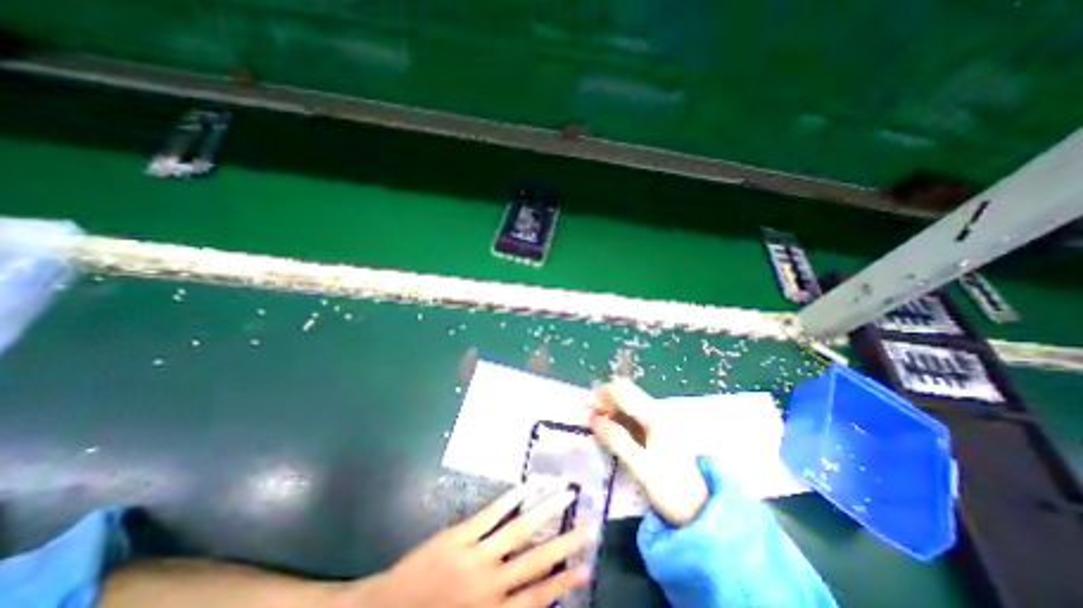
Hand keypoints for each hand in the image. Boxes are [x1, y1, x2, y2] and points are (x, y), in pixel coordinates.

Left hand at [349, 488, 589, 607]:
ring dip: (545, 511)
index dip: (564, 582)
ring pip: (519, 530)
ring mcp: (475, 555)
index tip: (586, 567)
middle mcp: (490, 584)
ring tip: (565, 495)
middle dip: (565, 543)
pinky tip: (527, 487)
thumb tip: (534, 599)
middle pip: (536, 561)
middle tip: (589, 526)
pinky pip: (490, 514)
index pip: (538, 598)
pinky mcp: (459, 534)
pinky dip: (510, 500)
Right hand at [591, 379, 712, 524]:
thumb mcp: (642, 466)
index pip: (625, 391)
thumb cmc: (674, 488)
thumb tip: (594, 418)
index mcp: (656, 416)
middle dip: (606, 403)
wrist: (706, 510)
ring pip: (631, 406)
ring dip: (612, 412)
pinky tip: (613, 432)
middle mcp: (659, 412)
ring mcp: (661, 422)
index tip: (589, 406)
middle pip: (627, 395)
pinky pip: (636, 418)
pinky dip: (622, 421)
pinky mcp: (660, 432)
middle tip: (591, 418)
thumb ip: (617, 440)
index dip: (604, 394)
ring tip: (598, 426)